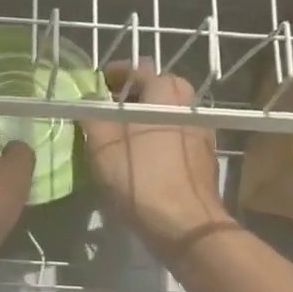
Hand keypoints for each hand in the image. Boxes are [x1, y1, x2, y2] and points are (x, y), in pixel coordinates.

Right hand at [81, 63, 234, 264]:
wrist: (185, 223)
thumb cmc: (140, 176)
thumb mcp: (102, 143)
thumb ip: (92, 114)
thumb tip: (88, 98)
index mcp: (165, 92)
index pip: (137, 68)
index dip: (114, 74)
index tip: (97, 85)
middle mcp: (188, 104)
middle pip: (157, 89)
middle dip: (132, 95)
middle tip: (109, 110)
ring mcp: (201, 131)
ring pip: (167, 113)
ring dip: (145, 117)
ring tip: (122, 136)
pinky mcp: (204, 157)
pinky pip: (176, 136)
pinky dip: (158, 137)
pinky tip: (143, 158)